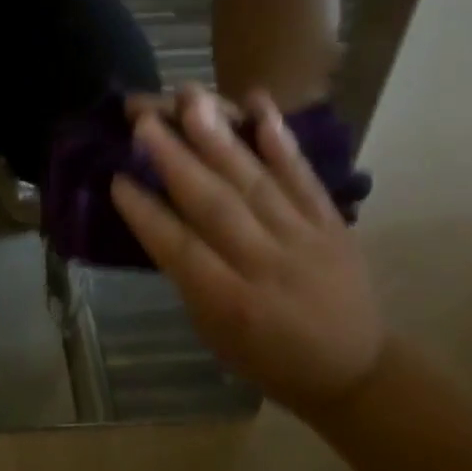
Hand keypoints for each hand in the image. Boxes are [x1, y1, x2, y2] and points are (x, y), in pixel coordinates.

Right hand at [109, 85, 385, 406]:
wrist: (355, 371)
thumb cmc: (268, 358)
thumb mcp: (215, 333)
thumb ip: (189, 277)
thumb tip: (159, 218)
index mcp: (231, 303)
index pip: (180, 249)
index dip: (146, 214)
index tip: (117, 178)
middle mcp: (266, 266)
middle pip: (214, 205)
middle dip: (175, 159)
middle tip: (143, 119)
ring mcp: (304, 239)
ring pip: (255, 182)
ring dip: (220, 137)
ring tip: (190, 99)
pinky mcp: (331, 222)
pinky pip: (304, 176)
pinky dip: (281, 140)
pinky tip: (260, 104)